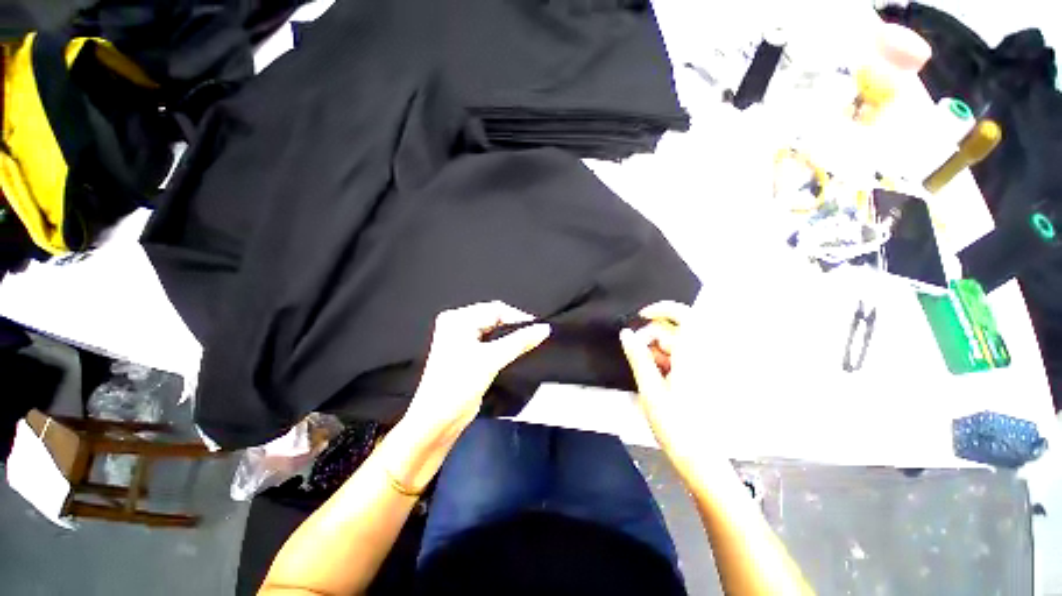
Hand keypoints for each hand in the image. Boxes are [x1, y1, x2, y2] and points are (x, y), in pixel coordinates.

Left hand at [401, 301, 549, 447]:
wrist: (438, 421)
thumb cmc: (457, 386)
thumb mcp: (491, 360)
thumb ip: (519, 342)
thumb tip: (543, 329)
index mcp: (458, 319)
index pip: (495, 309)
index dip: (518, 317)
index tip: (538, 328)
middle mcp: (458, 325)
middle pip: (494, 318)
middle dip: (514, 327)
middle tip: (535, 336)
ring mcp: (462, 339)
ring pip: (494, 331)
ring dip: (511, 338)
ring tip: (529, 344)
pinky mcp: (467, 354)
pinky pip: (491, 343)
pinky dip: (504, 346)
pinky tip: (516, 352)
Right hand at [620, 301, 714, 481]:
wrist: (702, 459)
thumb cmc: (675, 424)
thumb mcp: (650, 389)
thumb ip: (638, 357)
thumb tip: (626, 333)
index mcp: (693, 355)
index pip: (684, 315)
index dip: (661, 309)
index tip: (640, 317)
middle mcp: (704, 355)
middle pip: (675, 330)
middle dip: (653, 338)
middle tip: (639, 357)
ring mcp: (706, 367)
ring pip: (678, 344)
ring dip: (659, 351)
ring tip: (649, 373)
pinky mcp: (705, 376)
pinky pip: (683, 357)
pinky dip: (668, 360)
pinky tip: (660, 377)